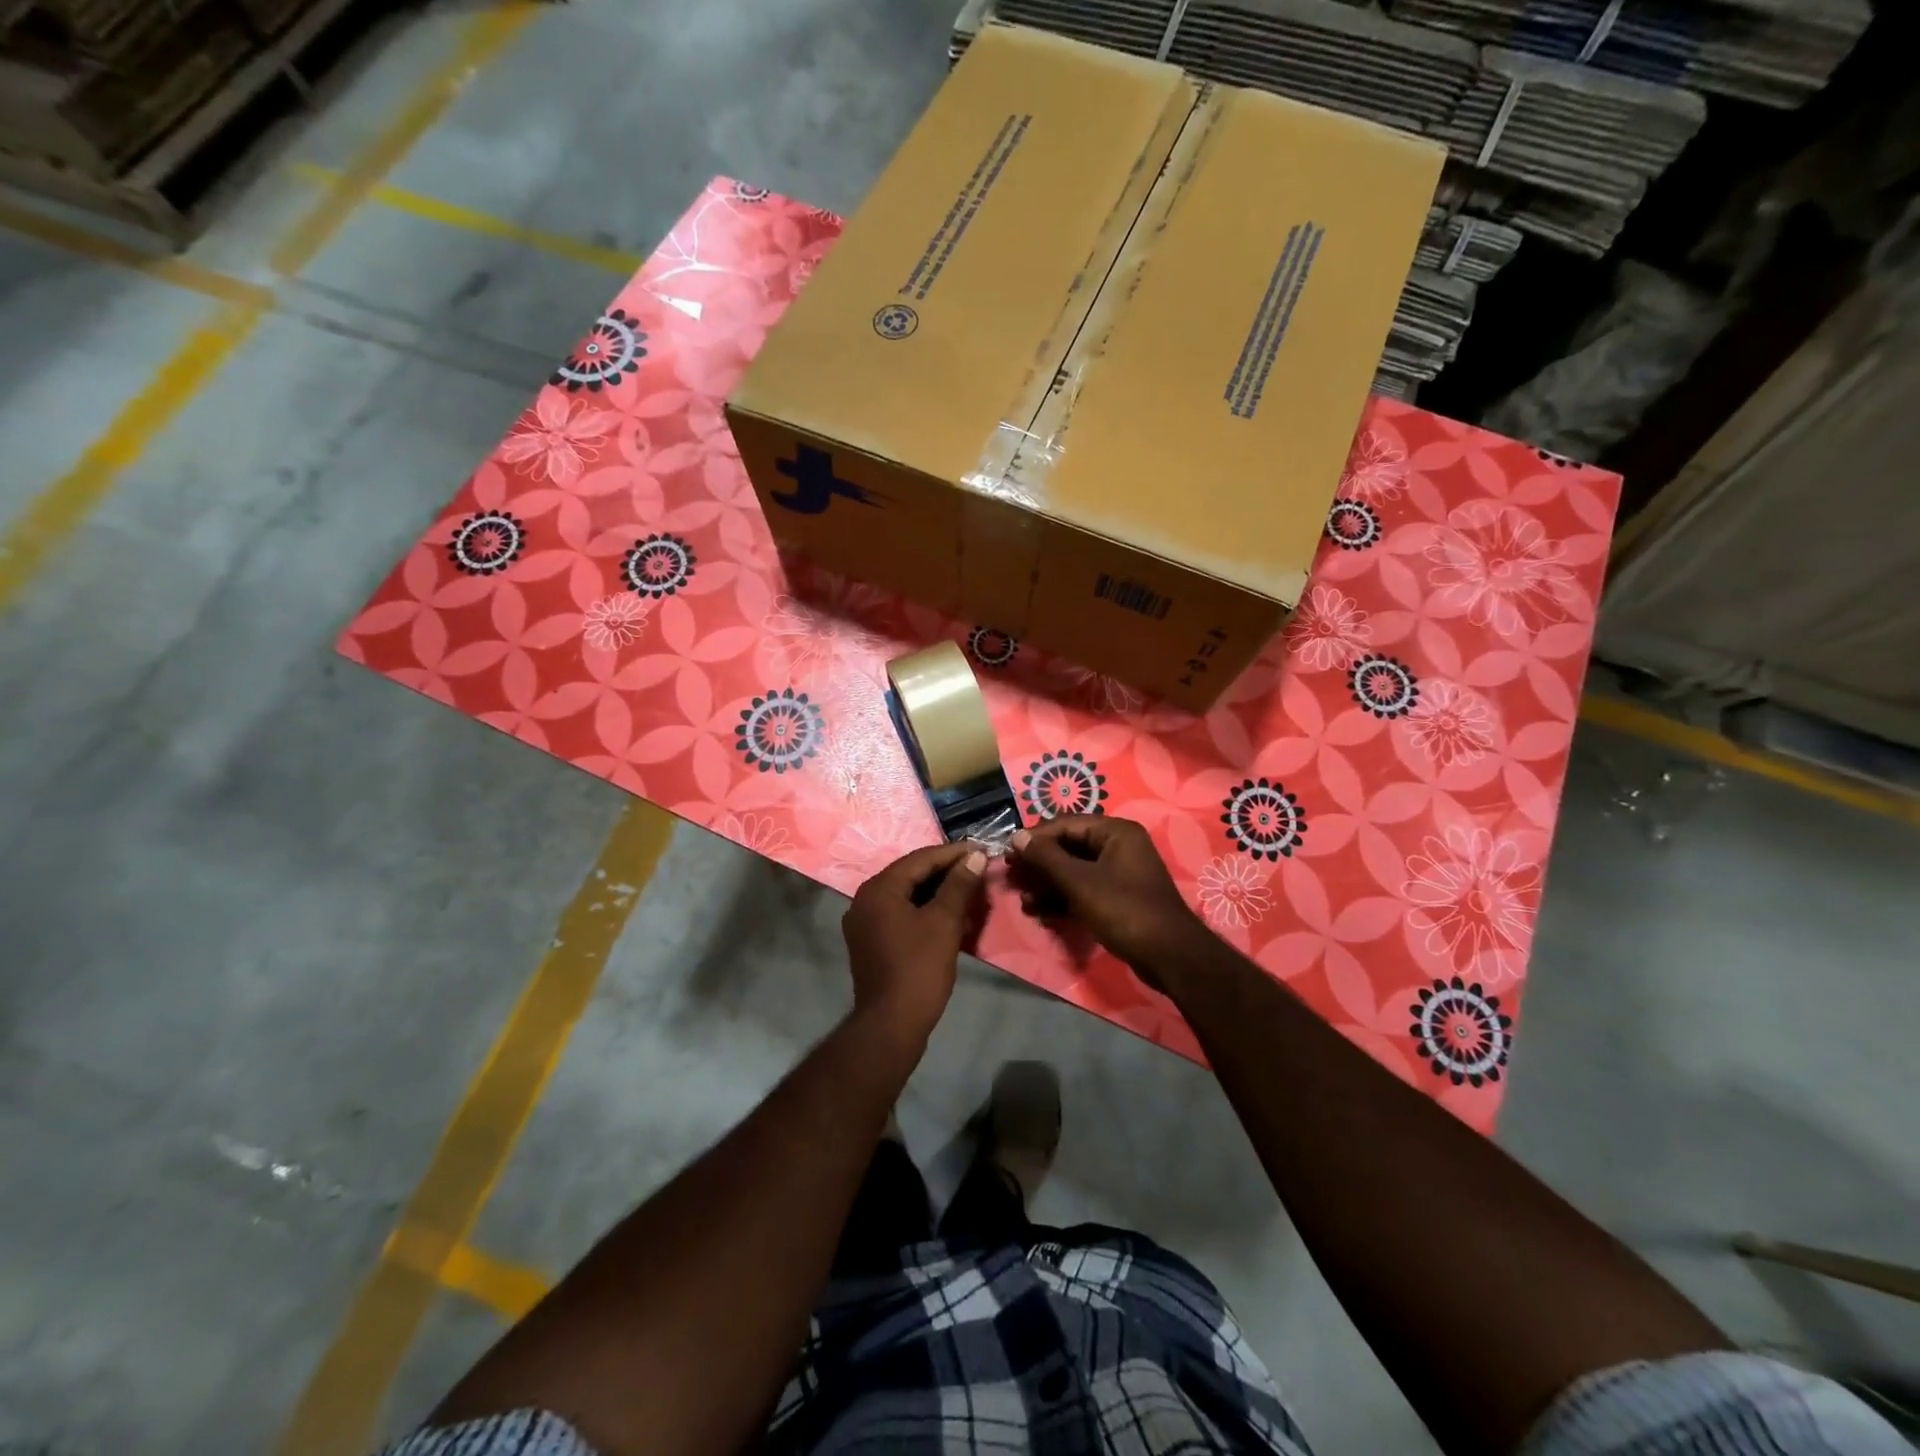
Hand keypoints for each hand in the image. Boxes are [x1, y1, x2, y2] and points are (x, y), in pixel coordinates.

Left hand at [842, 843, 986, 1041]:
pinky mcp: (870, 942)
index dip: (953, 853)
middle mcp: (865, 899)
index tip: (981, 850)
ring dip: (937, 892)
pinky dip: (925, 910)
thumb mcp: (944, 922)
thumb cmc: (919, 968)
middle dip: (946, 872)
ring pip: (907, 895)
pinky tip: (950, 915)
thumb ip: (959, 884)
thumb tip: (975, 856)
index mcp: (879, 888)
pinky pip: (900, 914)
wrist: (891, 1024)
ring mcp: (865, 922)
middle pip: (911, 875)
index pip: (920, 859)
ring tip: (969, 890)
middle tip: (978, 869)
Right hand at [1006, 817, 1202, 979]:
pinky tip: (1039, 911)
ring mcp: (1119, 873)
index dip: (1035, 838)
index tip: (1007, 853)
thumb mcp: (1080, 882)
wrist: (1169, 956)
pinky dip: (1062, 898)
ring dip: (1047, 884)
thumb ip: (1046, 858)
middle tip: (1011, 877)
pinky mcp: (1117, 898)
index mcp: (1115, 832)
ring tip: (1023, 900)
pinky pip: (1083, 890)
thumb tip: (1017, 837)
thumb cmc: (1124, 910)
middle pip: (1068, 847)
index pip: (1066, 824)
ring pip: (1074, 871)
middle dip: (1039, 864)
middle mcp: (1118, 846)